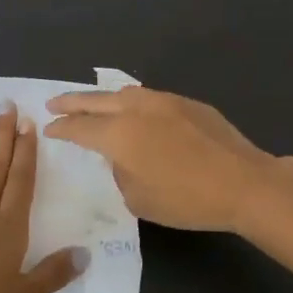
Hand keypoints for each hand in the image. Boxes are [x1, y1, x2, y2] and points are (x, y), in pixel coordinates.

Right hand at [43, 86, 279, 232]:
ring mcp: (165, 101)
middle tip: (54, 103)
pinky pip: (149, 97)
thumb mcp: (140, 199)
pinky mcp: (188, 103)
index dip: (61, 129)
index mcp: (120, 134)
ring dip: (103, 98)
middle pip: (96, 101)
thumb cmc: (187, 199)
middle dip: (72, 102)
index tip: (49, 129)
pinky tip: (134, 110)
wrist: (243, 183)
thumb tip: (123, 158)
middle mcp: (137, 109)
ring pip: (124, 93)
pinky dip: (132, 102)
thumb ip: (121, 174)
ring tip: (92, 104)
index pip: (80, 128)